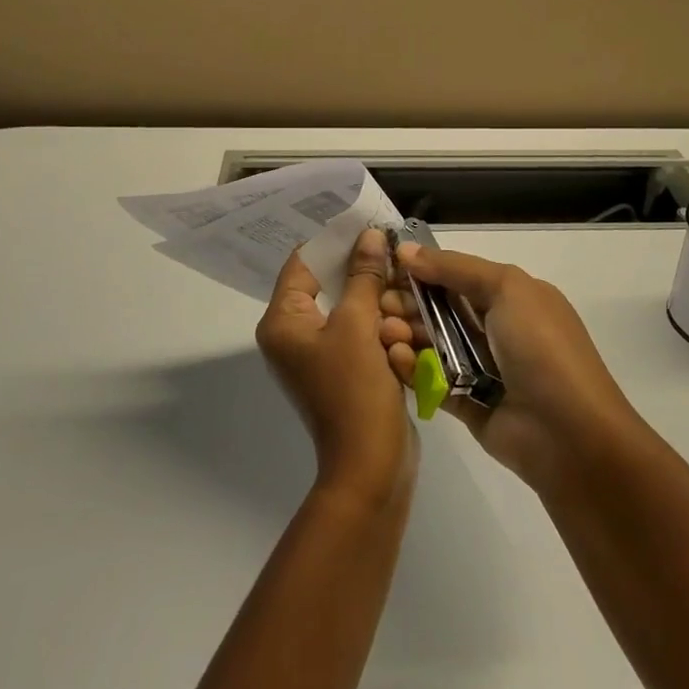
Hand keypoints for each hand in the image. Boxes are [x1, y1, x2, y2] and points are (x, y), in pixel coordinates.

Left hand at [257, 227, 416, 509]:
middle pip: (330, 285)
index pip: (302, 262)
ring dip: (381, 308)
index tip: (365, 221)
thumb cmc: (354, 391)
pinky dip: (383, 330)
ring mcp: (320, 354)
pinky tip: (404, 335)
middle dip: (366, 278)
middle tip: (394, 262)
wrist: (370, 467)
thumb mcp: (359, 326)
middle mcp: (294, 334)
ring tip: (402, 314)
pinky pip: (363, 334)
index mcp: (284, 321)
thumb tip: (369, 236)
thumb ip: (363, 276)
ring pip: (353, 309)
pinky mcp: (344, 370)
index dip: (333, 239)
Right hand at [380, 244, 644, 492]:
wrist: (569, 434)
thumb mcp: (507, 289)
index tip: (387, 266)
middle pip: (443, 310)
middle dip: (409, 303)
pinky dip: (412, 369)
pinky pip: (433, 381)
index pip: (461, 277)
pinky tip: (393, 357)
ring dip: (407, 334)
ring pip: (435, 345)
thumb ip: (456, 268)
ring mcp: (484, 369)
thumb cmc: (541, 348)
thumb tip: (408, 251)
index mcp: (515, 299)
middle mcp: (499, 331)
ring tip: (384, 331)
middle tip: (379, 302)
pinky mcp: (468, 404)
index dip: (425, 271)